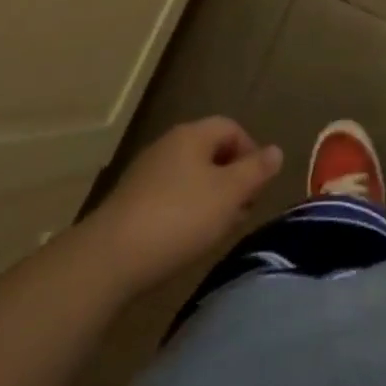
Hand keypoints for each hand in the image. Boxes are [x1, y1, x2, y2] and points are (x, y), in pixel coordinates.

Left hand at [87, 118, 283, 294]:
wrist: (110, 258)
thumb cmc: (179, 217)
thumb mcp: (229, 194)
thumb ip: (256, 171)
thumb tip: (276, 151)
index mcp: (192, 135)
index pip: (231, 127)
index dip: (251, 152)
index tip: (257, 187)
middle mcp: (168, 145)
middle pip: (211, 151)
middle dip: (232, 178)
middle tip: (242, 211)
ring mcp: (146, 173)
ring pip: (191, 176)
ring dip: (211, 197)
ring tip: (218, 229)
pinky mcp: (131, 202)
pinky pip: (170, 196)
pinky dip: (186, 211)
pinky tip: (187, 238)